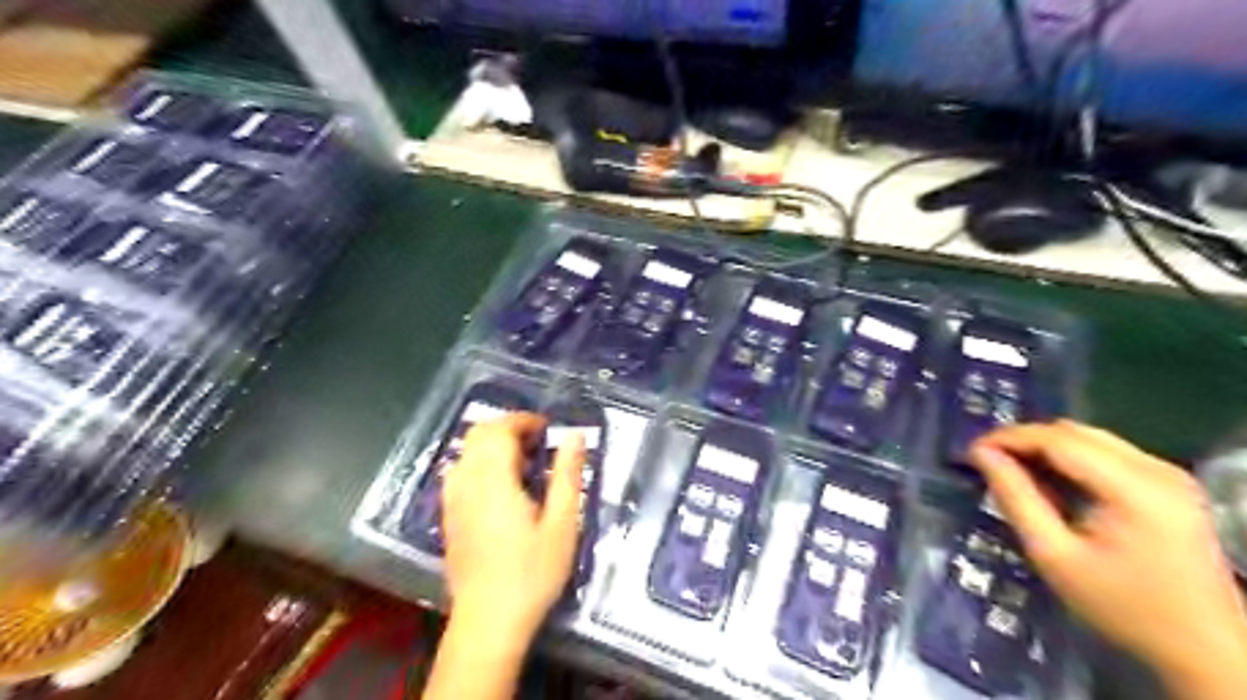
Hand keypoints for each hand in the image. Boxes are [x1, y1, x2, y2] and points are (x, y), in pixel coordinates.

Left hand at [441, 414, 586, 641]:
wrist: (488, 622)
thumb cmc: (532, 573)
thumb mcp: (562, 524)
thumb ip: (567, 475)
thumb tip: (575, 435)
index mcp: (494, 481)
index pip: (500, 430)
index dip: (524, 421)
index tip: (549, 429)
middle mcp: (467, 483)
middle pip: (478, 434)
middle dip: (508, 428)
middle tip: (538, 442)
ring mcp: (452, 500)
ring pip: (466, 451)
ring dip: (492, 444)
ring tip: (522, 462)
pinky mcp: (448, 516)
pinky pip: (459, 471)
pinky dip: (480, 462)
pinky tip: (500, 485)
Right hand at [968, 418, 1245, 697]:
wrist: (1205, 648)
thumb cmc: (1122, 606)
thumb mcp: (1053, 554)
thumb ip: (1015, 498)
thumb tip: (981, 454)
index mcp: (1134, 487)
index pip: (1057, 439)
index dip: (1008, 437)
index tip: (971, 451)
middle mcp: (1157, 469)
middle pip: (1074, 432)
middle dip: (1025, 441)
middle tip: (988, 462)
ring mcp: (1169, 474)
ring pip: (1090, 438)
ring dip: (1046, 448)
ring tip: (1013, 472)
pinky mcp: (1171, 484)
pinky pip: (1107, 453)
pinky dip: (1071, 459)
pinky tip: (1052, 483)